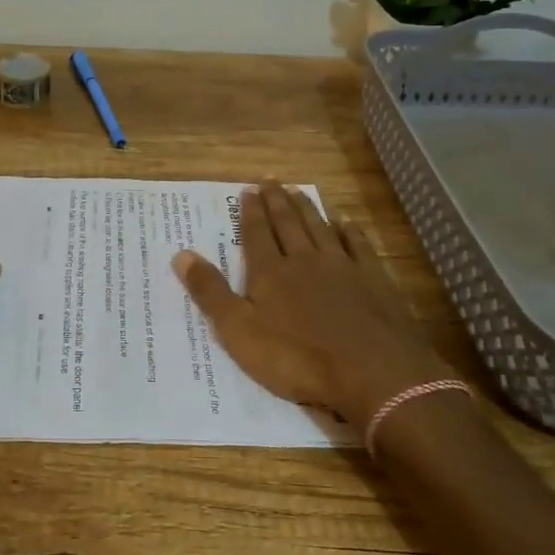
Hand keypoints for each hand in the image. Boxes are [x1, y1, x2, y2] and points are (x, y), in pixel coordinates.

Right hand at [171, 184, 454, 428]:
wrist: (372, 374)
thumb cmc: (298, 358)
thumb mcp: (239, 332)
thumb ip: (210, 293)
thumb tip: (181, 254)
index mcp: (270, 273)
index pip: (256, 234)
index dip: (250, 212)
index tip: (248, 189)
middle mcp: (304, 260)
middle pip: (288, 224)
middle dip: (276, 202)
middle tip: (270, 180)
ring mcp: (342, 267)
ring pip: (320, 228)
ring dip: (307, 209)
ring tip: (298, 191)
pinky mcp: (374, 280)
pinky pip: (358, 244)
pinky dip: (349, 230)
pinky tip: (345, 221)